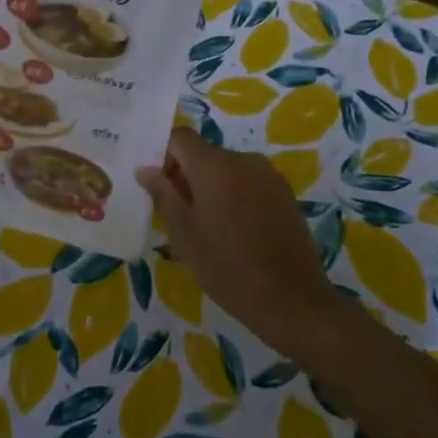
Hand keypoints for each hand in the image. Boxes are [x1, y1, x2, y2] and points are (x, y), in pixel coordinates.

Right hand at [137, 127, 340, 357]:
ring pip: (228, 170)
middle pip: (205, 154)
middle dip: (187, 176)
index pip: (181, 137)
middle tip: (179, 216)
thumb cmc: (226, 266)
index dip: (164, 156)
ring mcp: (269, 176)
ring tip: (209, 229)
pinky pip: (249, 184)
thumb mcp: (184, 233)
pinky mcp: (285, 194)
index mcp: (214, 165)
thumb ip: (163, 194)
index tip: (160, 188)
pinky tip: (236, 233)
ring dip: (212, 188)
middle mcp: (244, 160)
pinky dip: (235, 197)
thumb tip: (145, 169)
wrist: (291, 300)